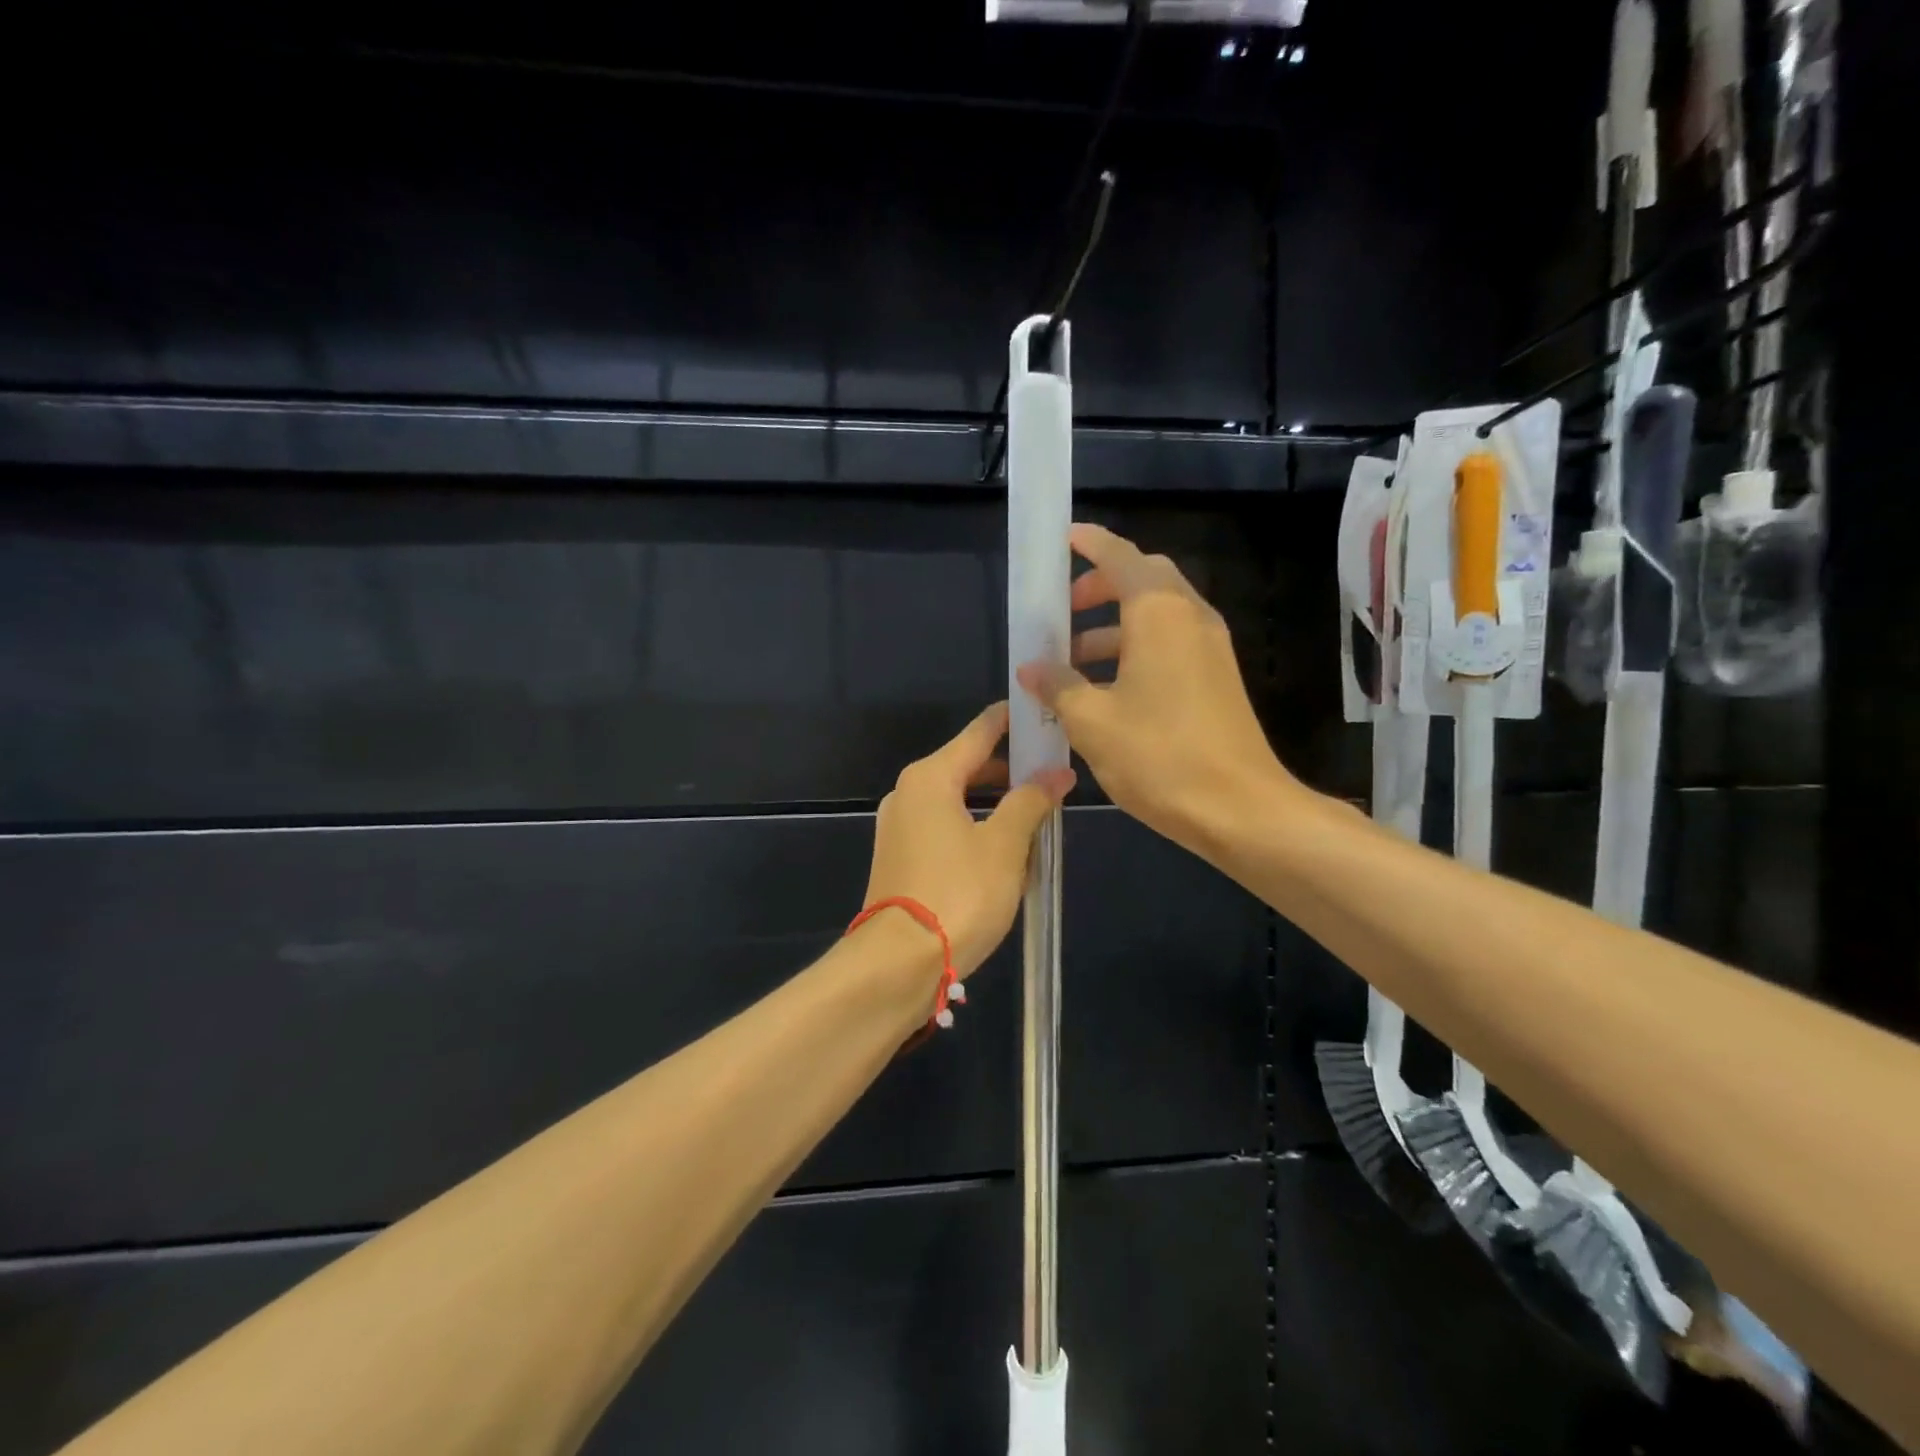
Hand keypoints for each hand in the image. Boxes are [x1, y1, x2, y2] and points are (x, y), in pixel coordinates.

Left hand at [863, 702, 1074, 977]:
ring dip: (994, 804)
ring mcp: (899, 826)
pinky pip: (944, 827)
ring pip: (957, 800)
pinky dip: (974, 828)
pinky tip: (1003, 850)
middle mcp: (908, 793)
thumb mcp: (1005, 845)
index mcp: (931, 778)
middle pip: (967, 766)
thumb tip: (1056, 773)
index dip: (1011, 722)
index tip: (1041, 713)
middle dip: (1009, 770)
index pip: (978, 733)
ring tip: (1036, 815)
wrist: (899, 963)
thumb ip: (1031, 802)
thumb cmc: (958, 894)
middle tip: (1052, 773)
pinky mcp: (899, 857)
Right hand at [1016, 522, 1299, 854]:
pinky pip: (1170, 644)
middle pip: (1143, 579)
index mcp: (1159, 614)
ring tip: (1071, 661)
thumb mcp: (1092, 721)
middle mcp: (1190, 618)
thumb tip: (1032, 668)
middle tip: (1062, 610)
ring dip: (1113, 626)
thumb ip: (1058, 686)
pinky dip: (1135, 649)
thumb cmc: (1159, 756)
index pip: (1120, 556)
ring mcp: (1210, 648)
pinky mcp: (1217, 678)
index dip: (1089, 543)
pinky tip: (1105, 690)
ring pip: (1156, 615)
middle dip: (1100, 586)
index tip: (1062, 540)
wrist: (1240, 809)